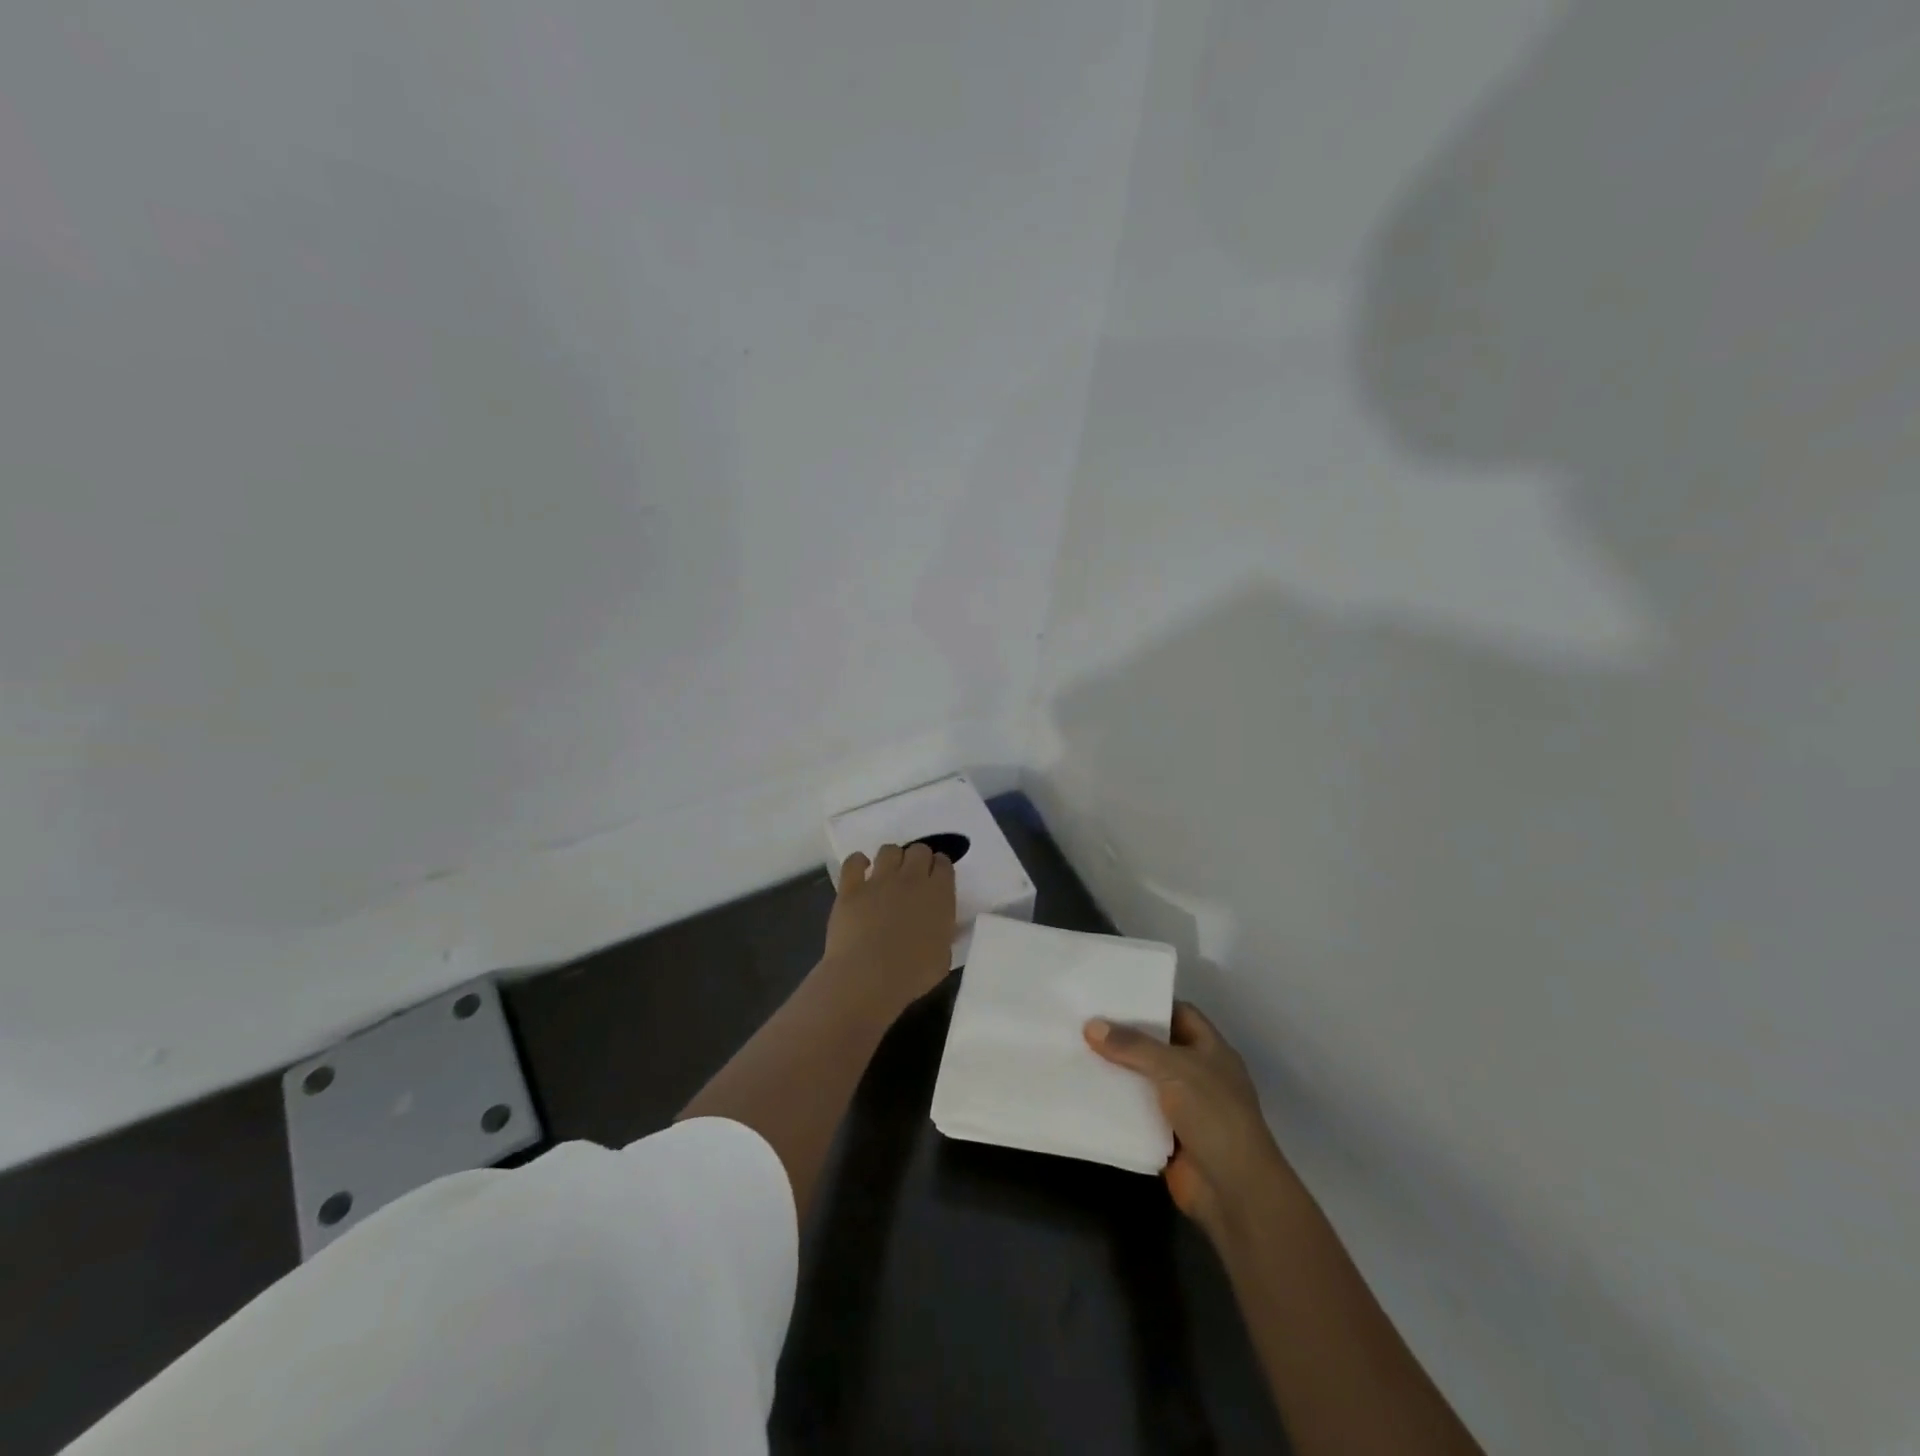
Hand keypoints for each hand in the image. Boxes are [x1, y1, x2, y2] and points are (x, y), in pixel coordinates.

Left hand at [822, 843, 956, 1013]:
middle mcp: (911, 879)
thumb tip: (941, 927)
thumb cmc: (912, 975)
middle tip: (912, 878)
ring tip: (887, 874)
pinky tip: (860, 871)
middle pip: (919, 850)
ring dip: (891, 858)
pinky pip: (854, 861)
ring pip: (889, 850)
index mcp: (939, 895)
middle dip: (917, 859)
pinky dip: (858, 862)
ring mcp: (880, 880)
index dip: (939, 868)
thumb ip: (944, 934)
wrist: (868, 978)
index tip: (935, 879)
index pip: (944, 864)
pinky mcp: (851, 887)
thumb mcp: (943, 958)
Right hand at [1086, 1002, 1290, 1235]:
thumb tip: (1090, 1025)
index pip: (1179, 1014)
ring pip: (1143, 1080)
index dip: (1150, 1003)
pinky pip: (1136, 1113)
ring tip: (1076, 1050)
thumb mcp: (1174, 1068)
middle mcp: (1198, 1074)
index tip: (1113, 996)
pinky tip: (1085, 1091)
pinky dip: (1115, 1105)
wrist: (1233, 1190)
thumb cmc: (1213, 1115)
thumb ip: (1132, 1046)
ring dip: (1116, 1072)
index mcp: (1211, 1050)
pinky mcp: (1167, 1136)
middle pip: (1156, 1047)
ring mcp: (1183, 1107)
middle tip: (1085, 1021)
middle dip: (1125, 1037)